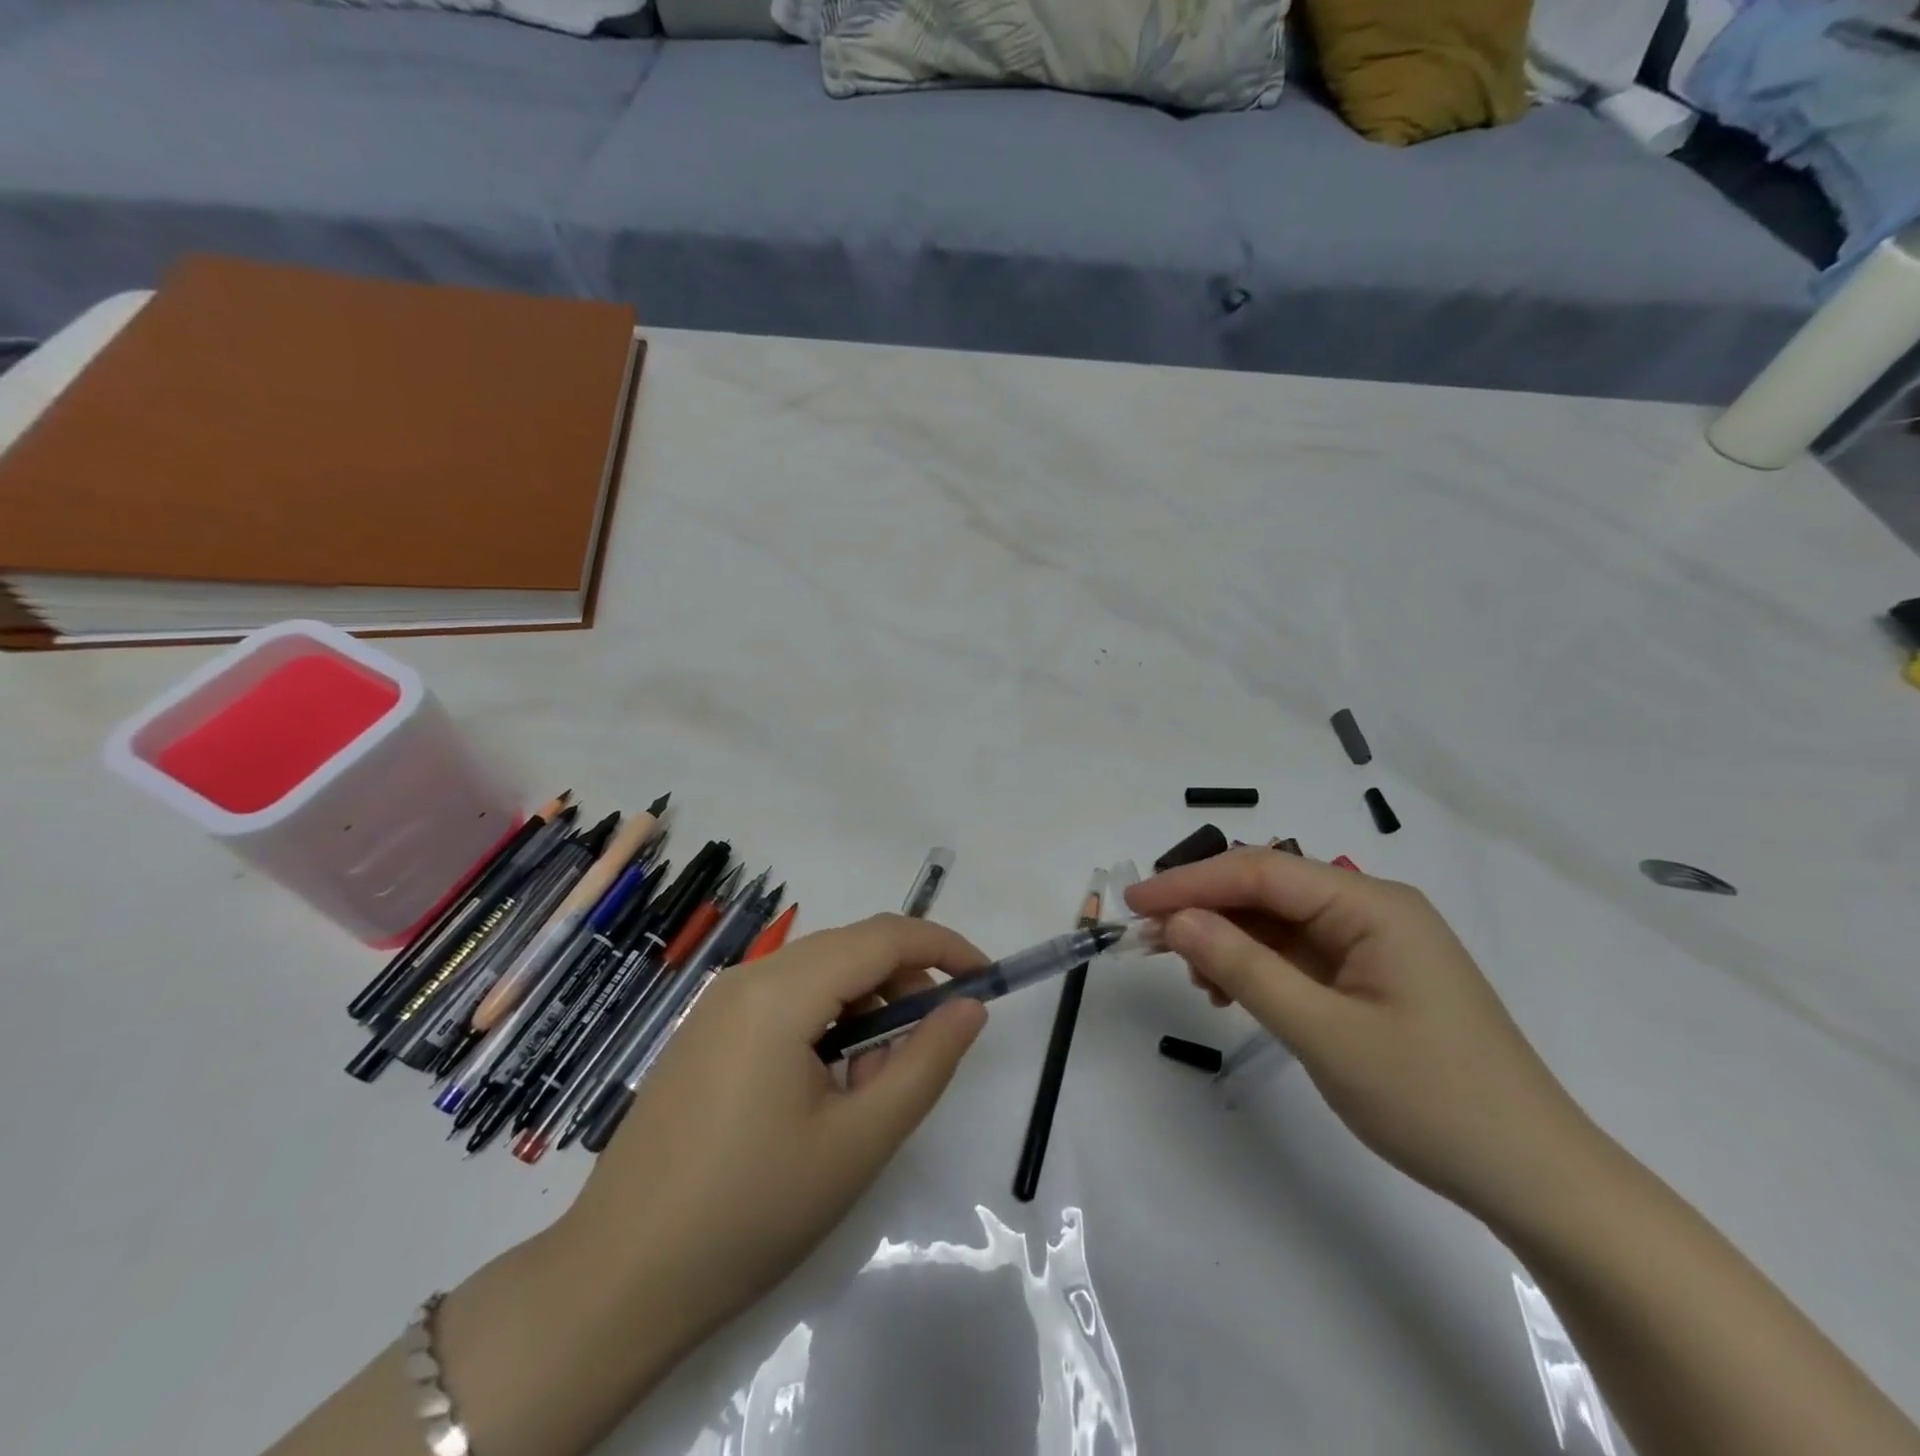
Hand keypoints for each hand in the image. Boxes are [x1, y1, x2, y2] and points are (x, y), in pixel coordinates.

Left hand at [560, 914, 988, 1356]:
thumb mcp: (859, 1141)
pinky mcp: (705, 1031)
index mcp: (781, 991)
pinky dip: (826, 1022)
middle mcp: (747, 977)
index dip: (943, 948)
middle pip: (850, 949)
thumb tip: (969, 1008)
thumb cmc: (751, 1211)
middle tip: (928, 1049)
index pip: (884, 937)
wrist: (619, 1281)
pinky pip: (784, 999)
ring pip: (818, 974)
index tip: (986, 979)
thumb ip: (926, 1063)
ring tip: (871, 1084)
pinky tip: (825, 1086)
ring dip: (865, 1008)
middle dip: (904, 984)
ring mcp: (718, 1003)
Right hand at [1127, 849, 1599, 1223]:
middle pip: (1269, 890)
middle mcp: (1373, 909)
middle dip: (1205, 908)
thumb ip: (1246, 969)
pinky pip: (1299, 955)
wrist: (1536, 1179)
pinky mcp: (1371, 977)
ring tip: (1190, 977)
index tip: (1134, 902)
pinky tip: (1230, 994)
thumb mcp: (1325, 1034)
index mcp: (1372, 904)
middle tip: (1148, 938)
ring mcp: (1374, 944)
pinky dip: (1257, 967)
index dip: (1191, 882)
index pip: (1262, 871)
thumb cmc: (1434, 1100)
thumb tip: (1177, 920)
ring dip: (1228, 940)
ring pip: (1279, 922)